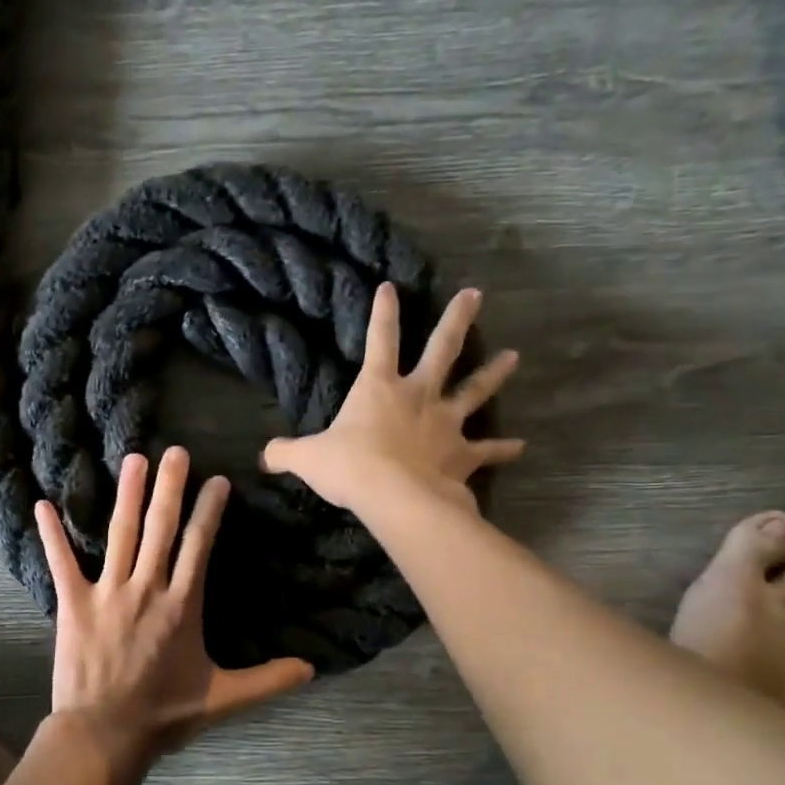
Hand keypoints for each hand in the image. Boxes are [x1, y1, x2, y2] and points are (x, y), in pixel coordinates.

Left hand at [34, 447, 314, 780]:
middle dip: (170, 488)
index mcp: (182, 606)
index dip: (209, 511)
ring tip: (134, 459)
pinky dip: (52, 534)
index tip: (217, 480)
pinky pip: (61, 562)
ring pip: (120, 534)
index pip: (199, 547)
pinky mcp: (73, 604)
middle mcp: (147, 589)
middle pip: (161, 529)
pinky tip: (43, 504)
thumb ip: (267, 680)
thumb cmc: (164, 714)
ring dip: (128, 495)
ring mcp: (108, 593)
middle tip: (175, 452)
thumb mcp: (223, 698)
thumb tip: (312, 670)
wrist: (105, 734)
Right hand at [262, 283, 523, 514]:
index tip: (390, 286)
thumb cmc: (350, 467)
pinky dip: (503, 448)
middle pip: (443, 349)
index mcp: (379, 387)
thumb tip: (263, 457)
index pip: (380, 339)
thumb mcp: (306, 458)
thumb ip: (284, 453)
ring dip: (494, 374)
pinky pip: (487, 449)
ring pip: (474, 390)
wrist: (394, 497)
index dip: (383, 312)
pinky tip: (520, 446)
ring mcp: (445, 423)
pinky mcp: (462, 454)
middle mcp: (418, 395)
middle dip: (457, 320)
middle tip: (476, 294)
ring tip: (514, 357)